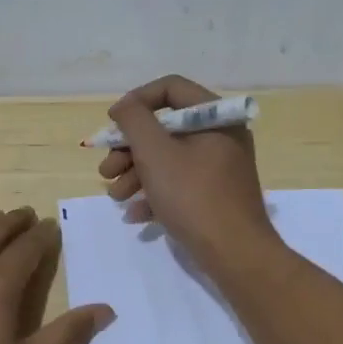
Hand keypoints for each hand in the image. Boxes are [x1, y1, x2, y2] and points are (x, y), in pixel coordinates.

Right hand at [97, 74, 278, 273]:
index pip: (170, 88)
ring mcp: (219, 167)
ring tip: (116, 196)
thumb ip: (134, 121)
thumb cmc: (194, 197)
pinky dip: (155, 193)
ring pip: (168, 158)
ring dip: (135, 174)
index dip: (136, 102)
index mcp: (215, 117)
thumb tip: (124, 107)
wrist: (235, 255)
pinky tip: (135, 214)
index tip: (112, 124)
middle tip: (107, 170)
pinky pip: (179, 183)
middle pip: (165, 127)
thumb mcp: (156, 153)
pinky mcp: (215, 194)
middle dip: (129, 149)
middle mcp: (221, 136)